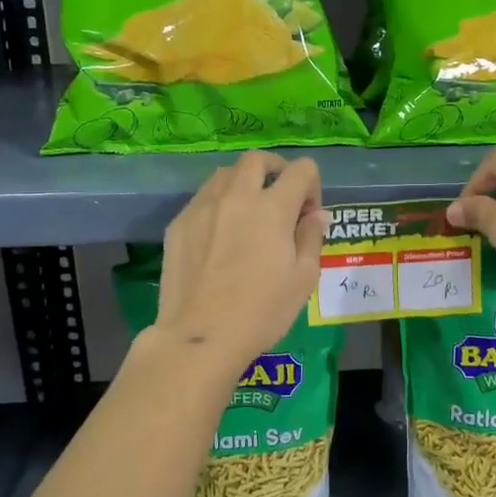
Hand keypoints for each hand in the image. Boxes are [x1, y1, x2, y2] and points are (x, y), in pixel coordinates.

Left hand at [156, 151, 325, 372]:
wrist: (200, 337)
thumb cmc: (261, 311)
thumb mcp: (303, 278)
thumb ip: (311, 237)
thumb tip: (316, 214)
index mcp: (272, 208)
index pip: (301, 170)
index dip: (312, 186)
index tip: (307, 215)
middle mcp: (236, 197)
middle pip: (257, 159)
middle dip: (275, 170)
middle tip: (280, 198)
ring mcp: (202, 207)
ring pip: (225, 174)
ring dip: (244, 183)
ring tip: (248, 214)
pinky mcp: (178, 224)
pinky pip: (203, 198)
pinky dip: (219, 204)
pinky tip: (220, 235)